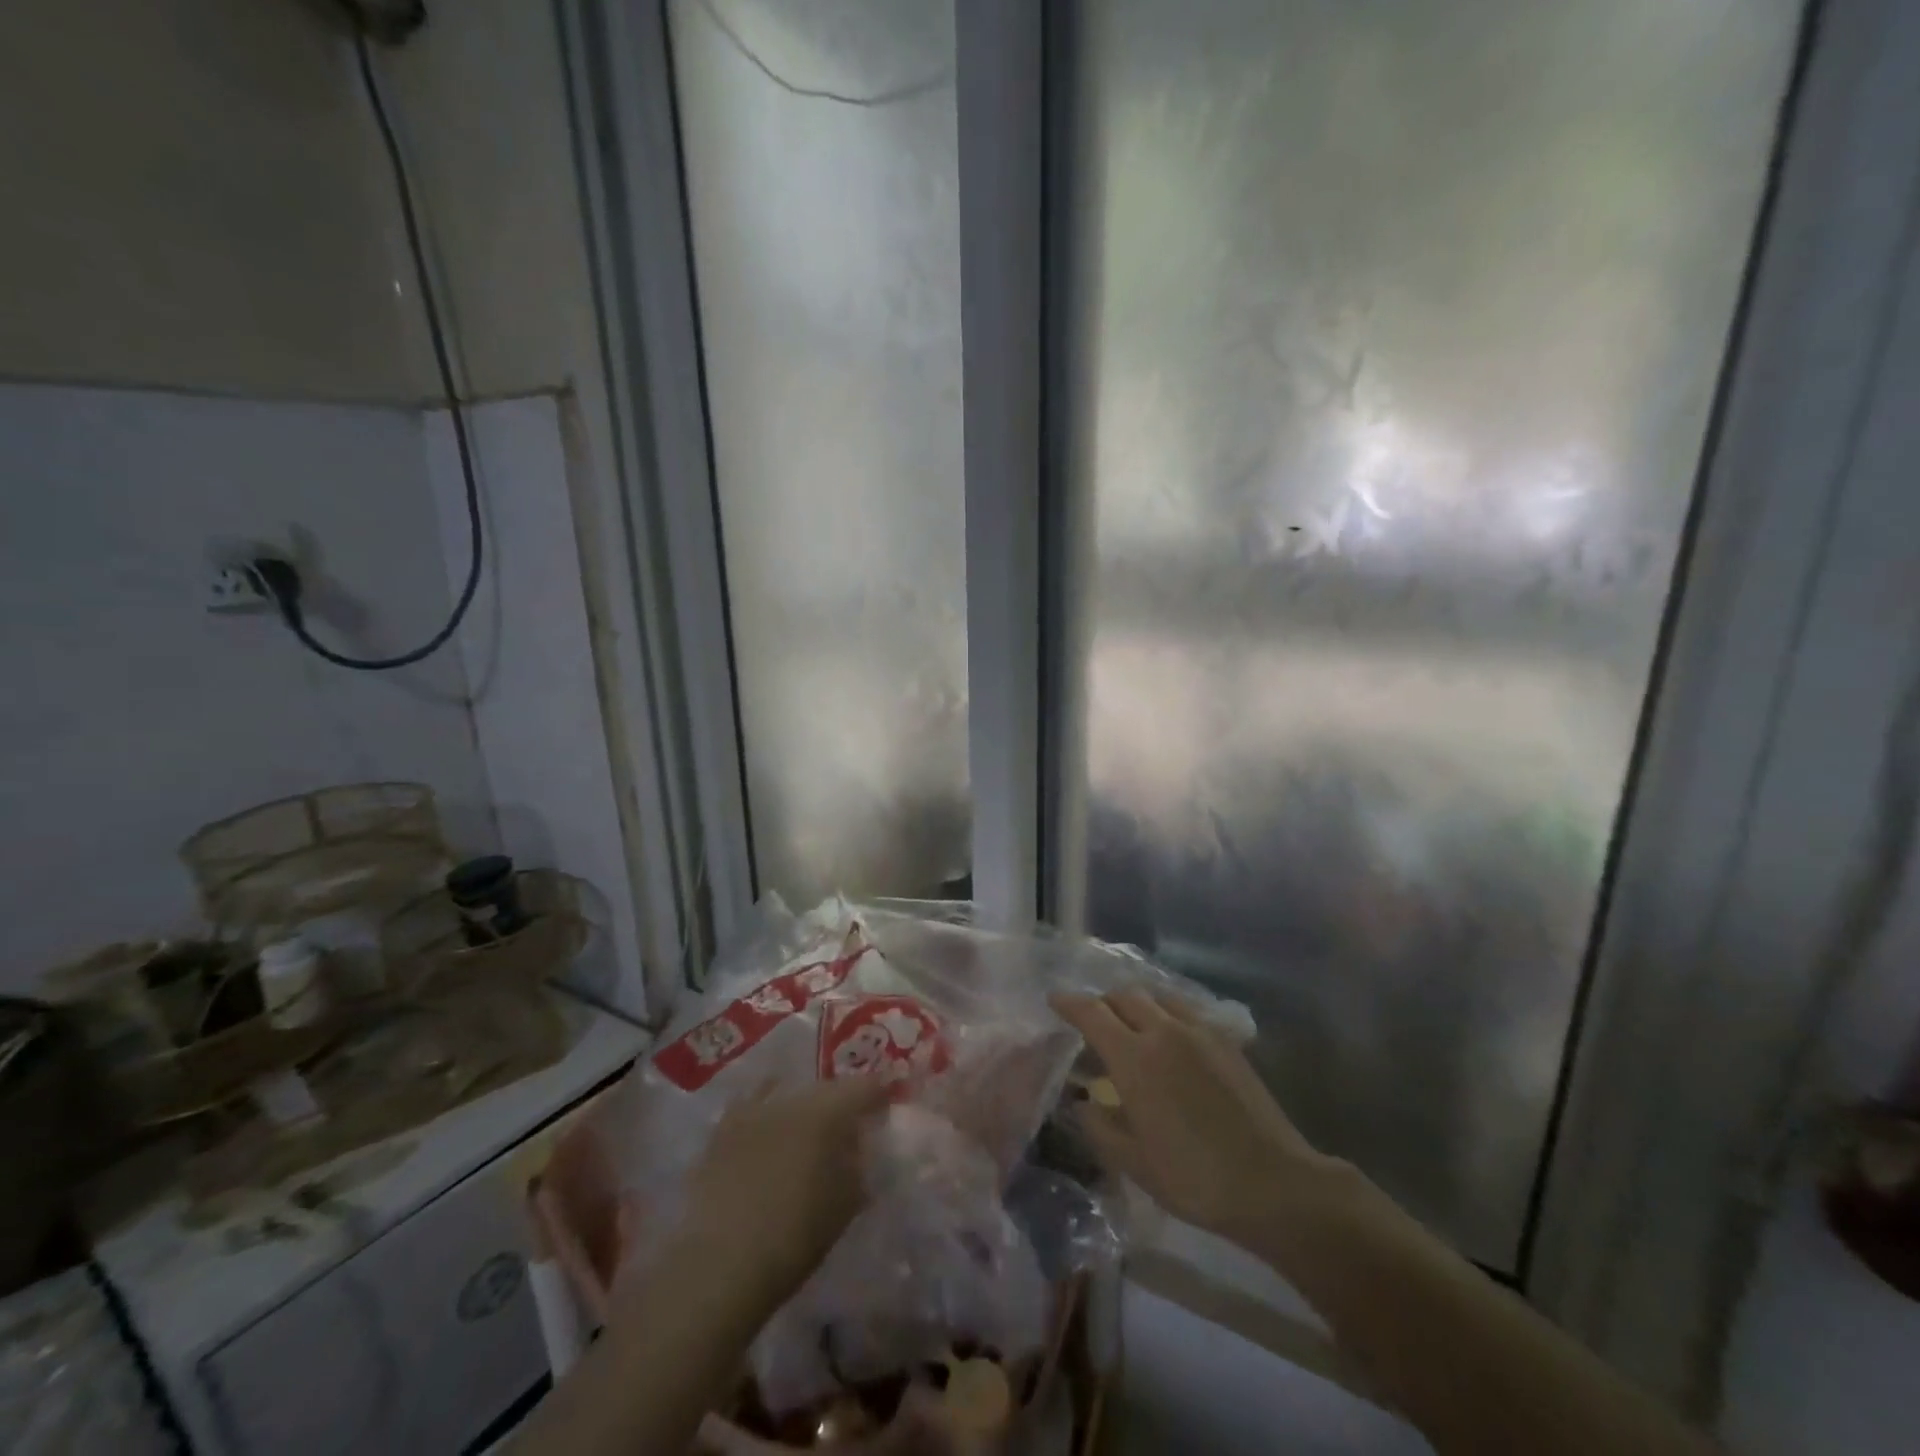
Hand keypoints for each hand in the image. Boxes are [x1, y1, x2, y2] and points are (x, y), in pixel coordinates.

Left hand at [671, 1075, 891, 1314]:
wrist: (722, 1264)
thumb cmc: (796, 1236)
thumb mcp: (846, 1203)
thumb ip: (859, 1164)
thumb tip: (861, 1145)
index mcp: (828, 1111)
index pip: (865, 1086)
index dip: (880, 1093)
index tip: (887, 1104)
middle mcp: (792, 1098)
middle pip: (826, 1088)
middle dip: (841, 1102)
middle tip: (849, 1124)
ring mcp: (753, 1109)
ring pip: (789, 1095)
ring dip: (803, 1108)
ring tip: (807, 1129)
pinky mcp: (722, 1129)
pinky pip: (753, 1107)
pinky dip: (767, 1115)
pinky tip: (768, 1130)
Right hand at [1050, 989, 1347, 1245]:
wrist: (1273, 1184)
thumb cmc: (1194, 1178)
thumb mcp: (1133, 1162)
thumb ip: (1099, 1125)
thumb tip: (1081, 1101)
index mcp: (1134, 1057)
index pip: (1092, 1012)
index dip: (1069, 1003)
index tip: (1054, 1000)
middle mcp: (1164, 1030)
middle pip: (1124, 996)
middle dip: (1102, 1002)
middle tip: (1092, 1024)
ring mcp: (1199, 1031)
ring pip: (1157, 997)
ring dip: (1135, 1004)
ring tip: (1130, 1028)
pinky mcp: (1226, 1040)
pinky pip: (1185, 1010)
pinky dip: (1165, 1013)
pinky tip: (1169, 1040)